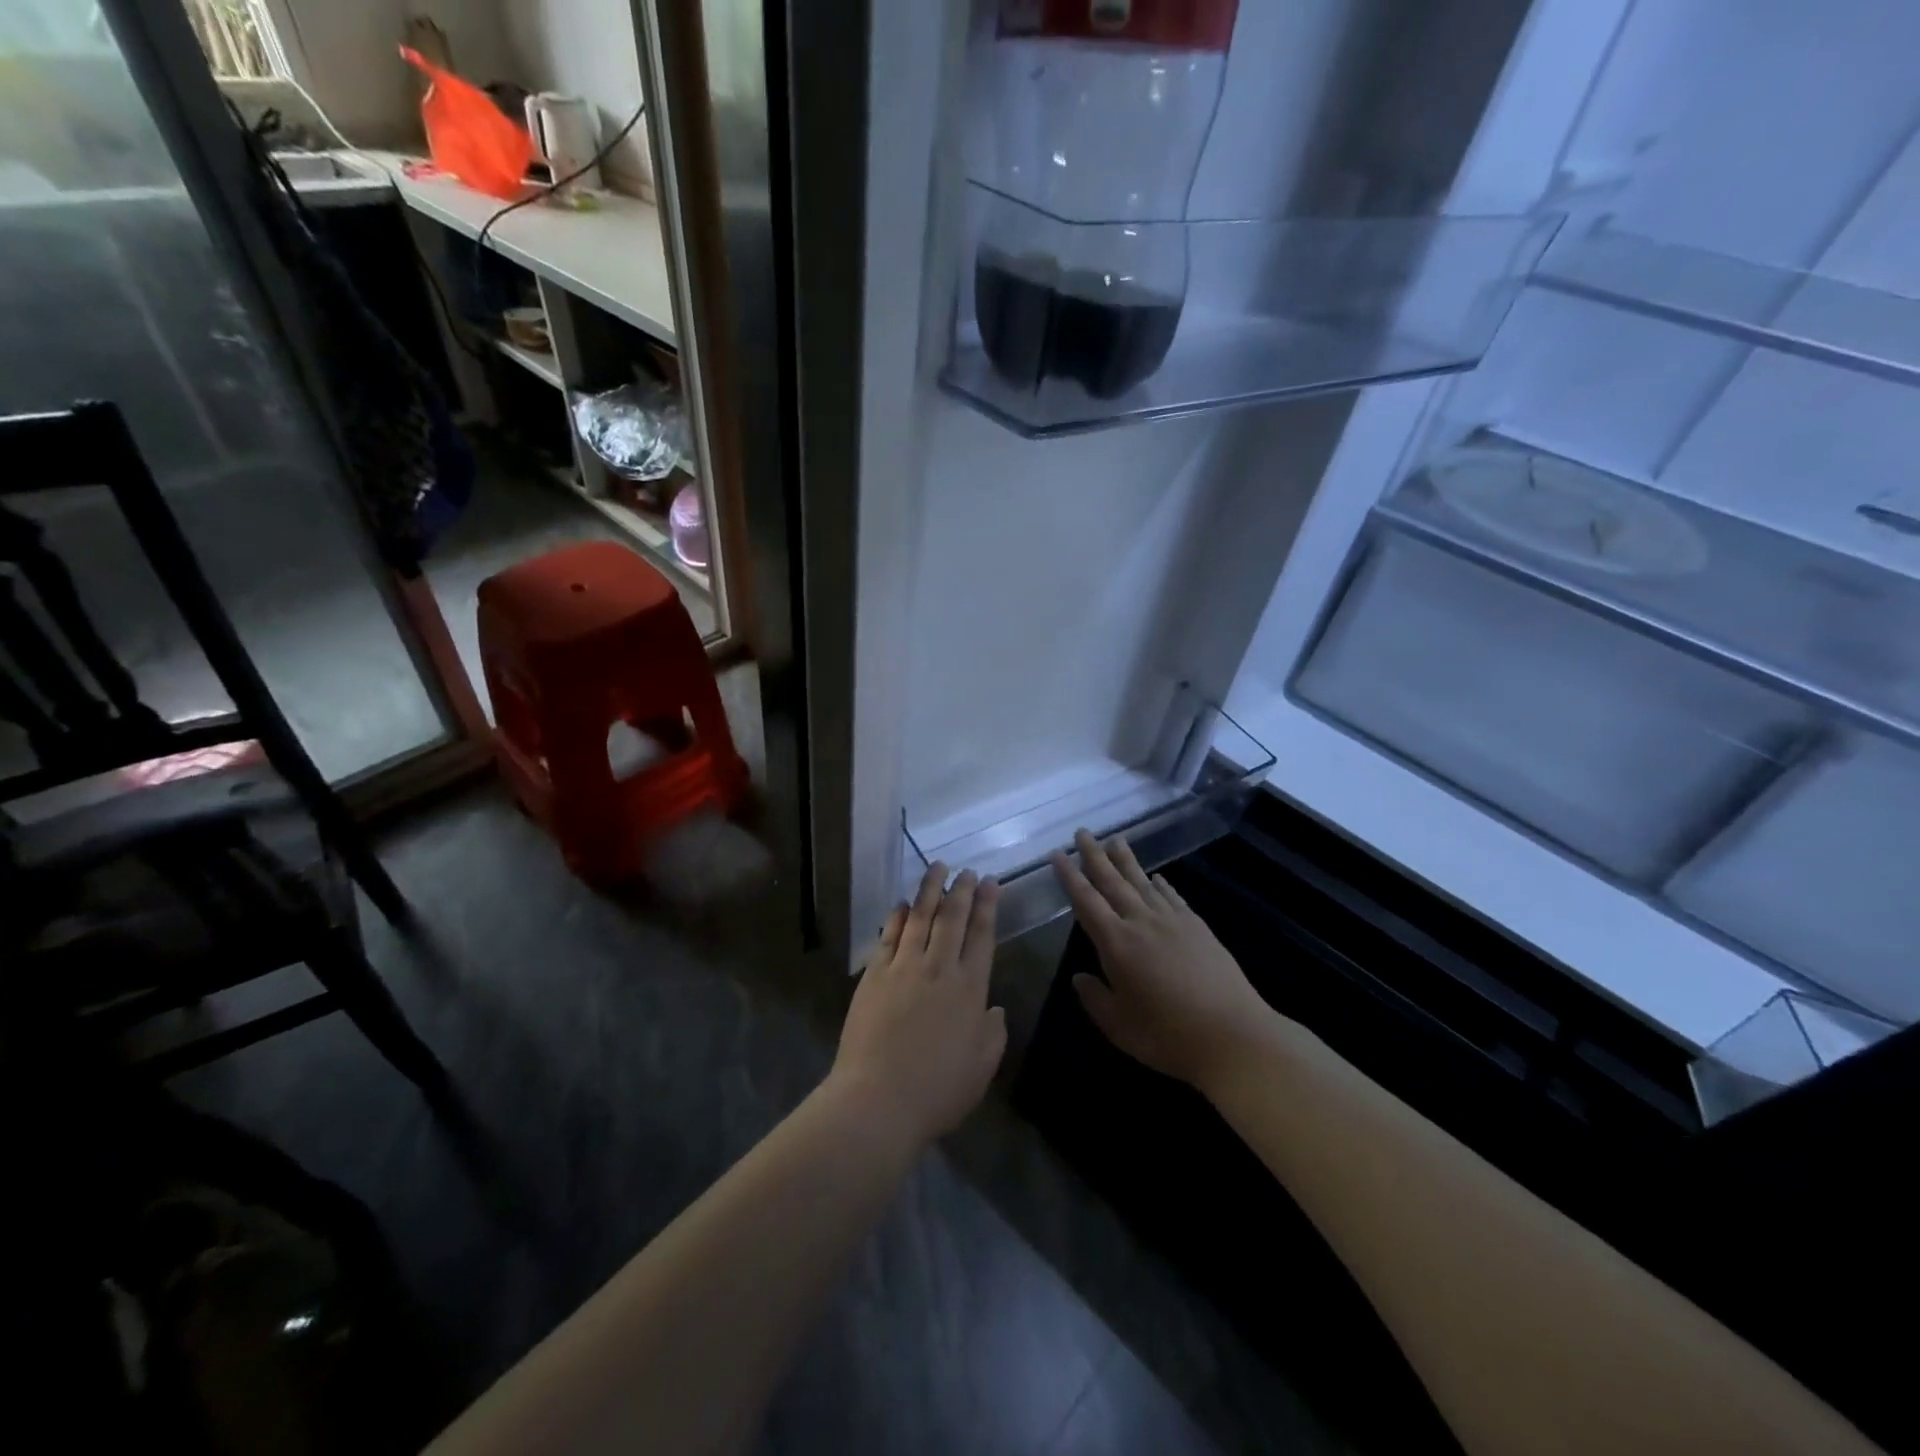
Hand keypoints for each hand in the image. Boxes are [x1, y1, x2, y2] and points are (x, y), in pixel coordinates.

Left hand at [829, 862, 1006, 1149]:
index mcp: (970, 989)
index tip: (989, 882)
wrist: (878, 1100)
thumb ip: (993, 1033)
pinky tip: (904, 903)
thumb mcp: (981, 1068)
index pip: (981, 935)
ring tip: (937, 867)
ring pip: (920, 917)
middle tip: (966, 870)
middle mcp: (939, 968)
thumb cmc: (937, 1090)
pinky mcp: (874, 975)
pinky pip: (889, 936)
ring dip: (930, 890)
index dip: (987, 905)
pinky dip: (898, 916)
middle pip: (952, 918)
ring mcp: (903, 968)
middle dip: (961, 889)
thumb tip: (994, 1008)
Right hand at [1052, 830, 1271, 1089]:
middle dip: (1095, 856)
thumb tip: (1079, 978)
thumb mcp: (1120, 1027)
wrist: (1234, 1036)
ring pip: (1143, 882)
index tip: (1057, 854)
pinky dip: (1160, 883)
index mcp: (1117, 944)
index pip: (1086, 901)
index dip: (1070, 876)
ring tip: (1115, 840)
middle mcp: (1142, 923)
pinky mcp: (1198, 927)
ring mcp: (1173, 922)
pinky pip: (1172, 897)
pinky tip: (1156, 876)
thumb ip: (1095, 999)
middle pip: (1113, 882)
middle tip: (1083, 832)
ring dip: (1126, 860)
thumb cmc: (1169, 1037)